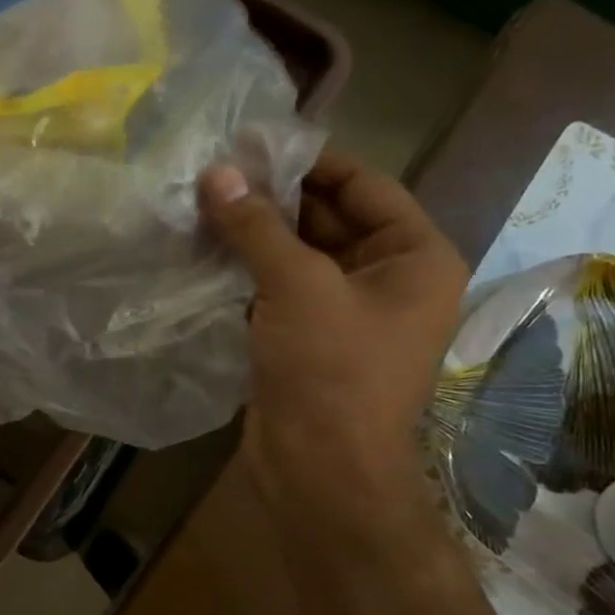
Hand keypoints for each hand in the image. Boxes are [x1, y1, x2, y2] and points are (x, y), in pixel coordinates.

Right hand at [199, 150, 466, 545]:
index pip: (362, 185)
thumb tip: (215, 174)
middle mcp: (387, 278)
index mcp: (414, 256)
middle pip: (327, 217)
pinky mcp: (308, 338)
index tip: (251, 144)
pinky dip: (246, 270)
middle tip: (212, 174)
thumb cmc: (331, 370)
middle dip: (272, 198)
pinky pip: (278, 288)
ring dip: (253, 234)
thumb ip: (256, 225)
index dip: (308, 161)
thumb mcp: (298, 285)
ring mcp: (345, 311)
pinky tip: (203, 251)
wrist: (322, 471)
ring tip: (199, 205)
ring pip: (297, 254)